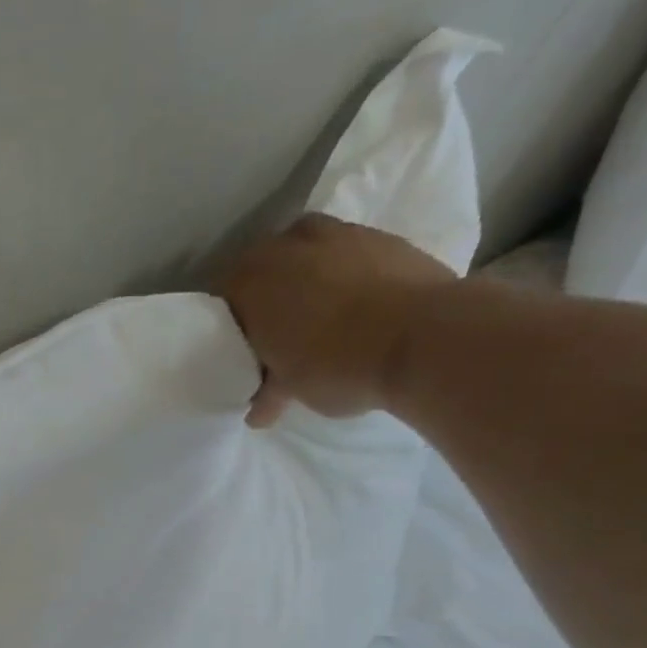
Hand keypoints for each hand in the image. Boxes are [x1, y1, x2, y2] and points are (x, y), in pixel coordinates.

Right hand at [219, 213, 455, 427]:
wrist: (423, 338)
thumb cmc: (336, 364)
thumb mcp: (291, 389)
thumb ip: (270, 393)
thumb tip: (258, 413)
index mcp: (250, 283)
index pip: (223, 299)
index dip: (230, 325)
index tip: (240, 349)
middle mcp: (286, 247)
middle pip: (263, 266)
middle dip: (265, 293)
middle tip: (274, 330)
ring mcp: (339, 234)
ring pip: (306, 250)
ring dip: (305, 275)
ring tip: (317, 311)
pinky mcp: (383, 236)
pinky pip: (348, 252)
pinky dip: (344, 272)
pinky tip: (355, 302)